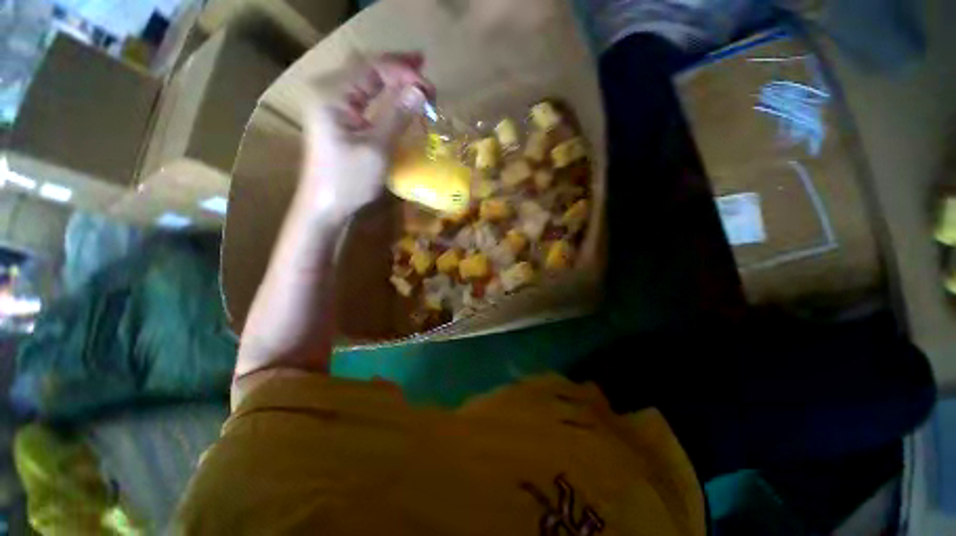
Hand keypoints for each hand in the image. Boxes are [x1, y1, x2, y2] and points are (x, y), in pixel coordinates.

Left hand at [297, 53, 434, 221]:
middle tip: (424, 67)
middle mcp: (328, 93)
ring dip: (390, 79)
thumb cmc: (349, 181)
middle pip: (366, 69)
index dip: (402, 72)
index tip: (429, 85)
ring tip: (414, 77)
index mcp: (333, 96)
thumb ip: (397, 117)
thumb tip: (419, 92)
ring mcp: (331, 108)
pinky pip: (362, 99)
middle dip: (396, 68)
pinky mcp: (337, 122)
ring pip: (364, 83)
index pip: (372, 69)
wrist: (325, 207)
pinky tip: (395, 97)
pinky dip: (382, 95)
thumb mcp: (377, 149)